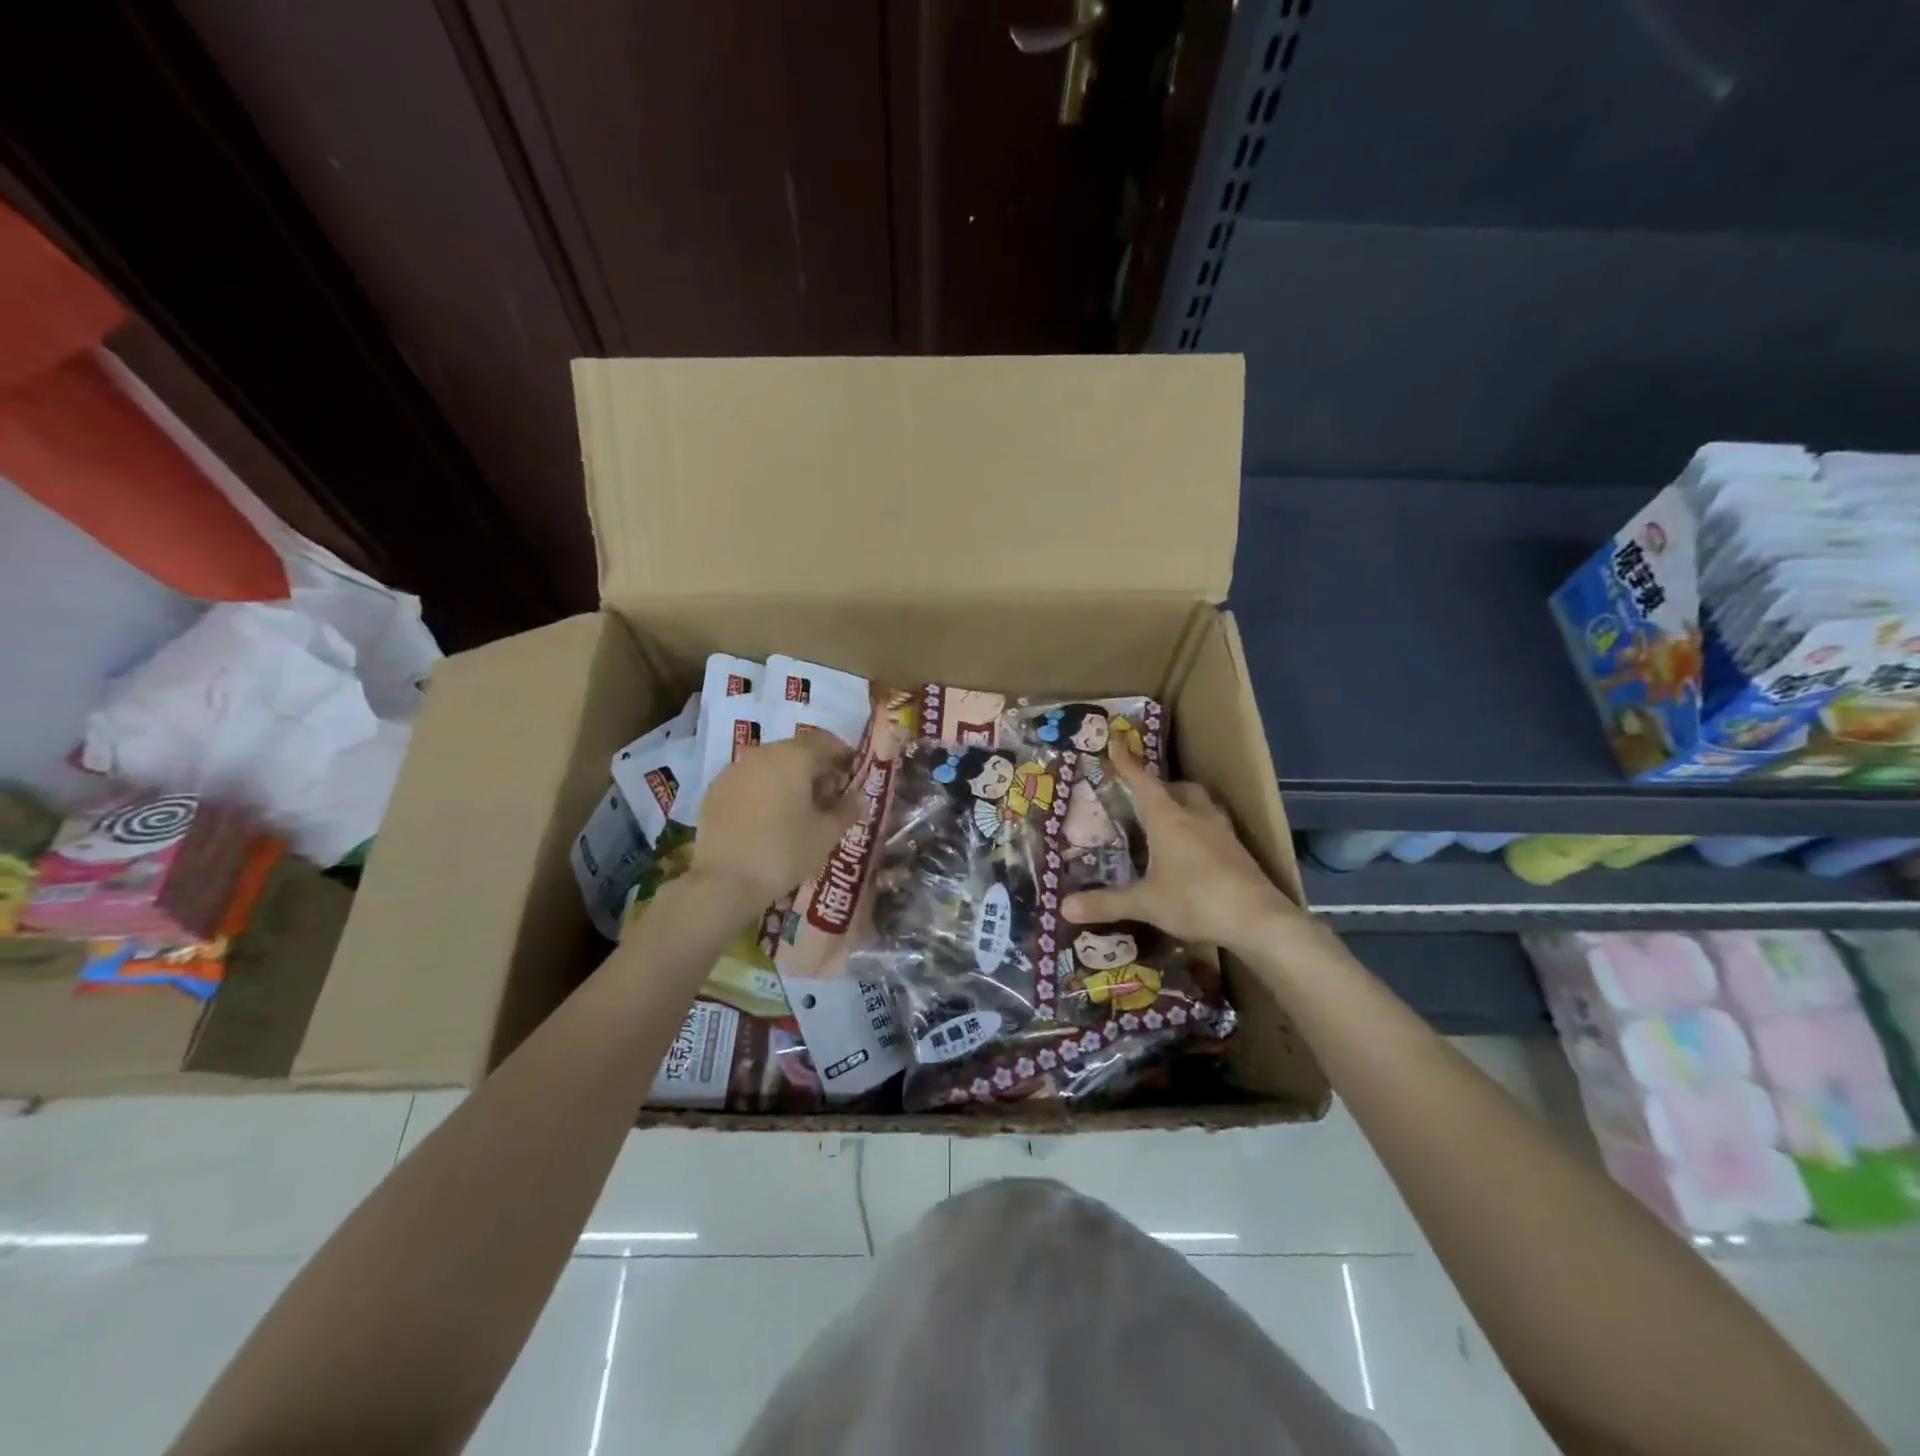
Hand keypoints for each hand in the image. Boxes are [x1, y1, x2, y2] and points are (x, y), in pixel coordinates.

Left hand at [690, 734, 862, 908]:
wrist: (724, 881)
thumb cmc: (784, 852)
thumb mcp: (827, 834)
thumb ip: (847, 810)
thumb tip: (858, 798)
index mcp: (794, 756)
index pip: (826, 741)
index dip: (843, 756)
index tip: (853, 776)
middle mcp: (762, 754)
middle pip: (797, 751)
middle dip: (816, 769)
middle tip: (829, 797)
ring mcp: (734, 770)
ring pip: (770, 765)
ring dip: (789, 779)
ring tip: (799, 810)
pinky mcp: (715, 791)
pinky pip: (749, 782)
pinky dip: (764, 791)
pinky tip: (769, 819)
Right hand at [1061, 744, 1299, 951]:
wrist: (1258, 919)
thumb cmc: (1195, 901)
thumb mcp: (1145, 904)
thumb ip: (1106, 903)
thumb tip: (1064, 907)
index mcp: (1168, 819)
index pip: (1143, 783)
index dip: (1127, 763)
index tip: (1116, 742)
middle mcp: (1196, 816)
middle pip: (1179, 788)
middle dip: (1161, 787)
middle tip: (1145, 798)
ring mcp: (1222, 832)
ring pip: (1202, 804)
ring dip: (1185, 803)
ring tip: (1171, 819)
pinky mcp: (1239, 850)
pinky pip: (1215, 825)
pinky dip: (1201, 827)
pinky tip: (1195, 849)